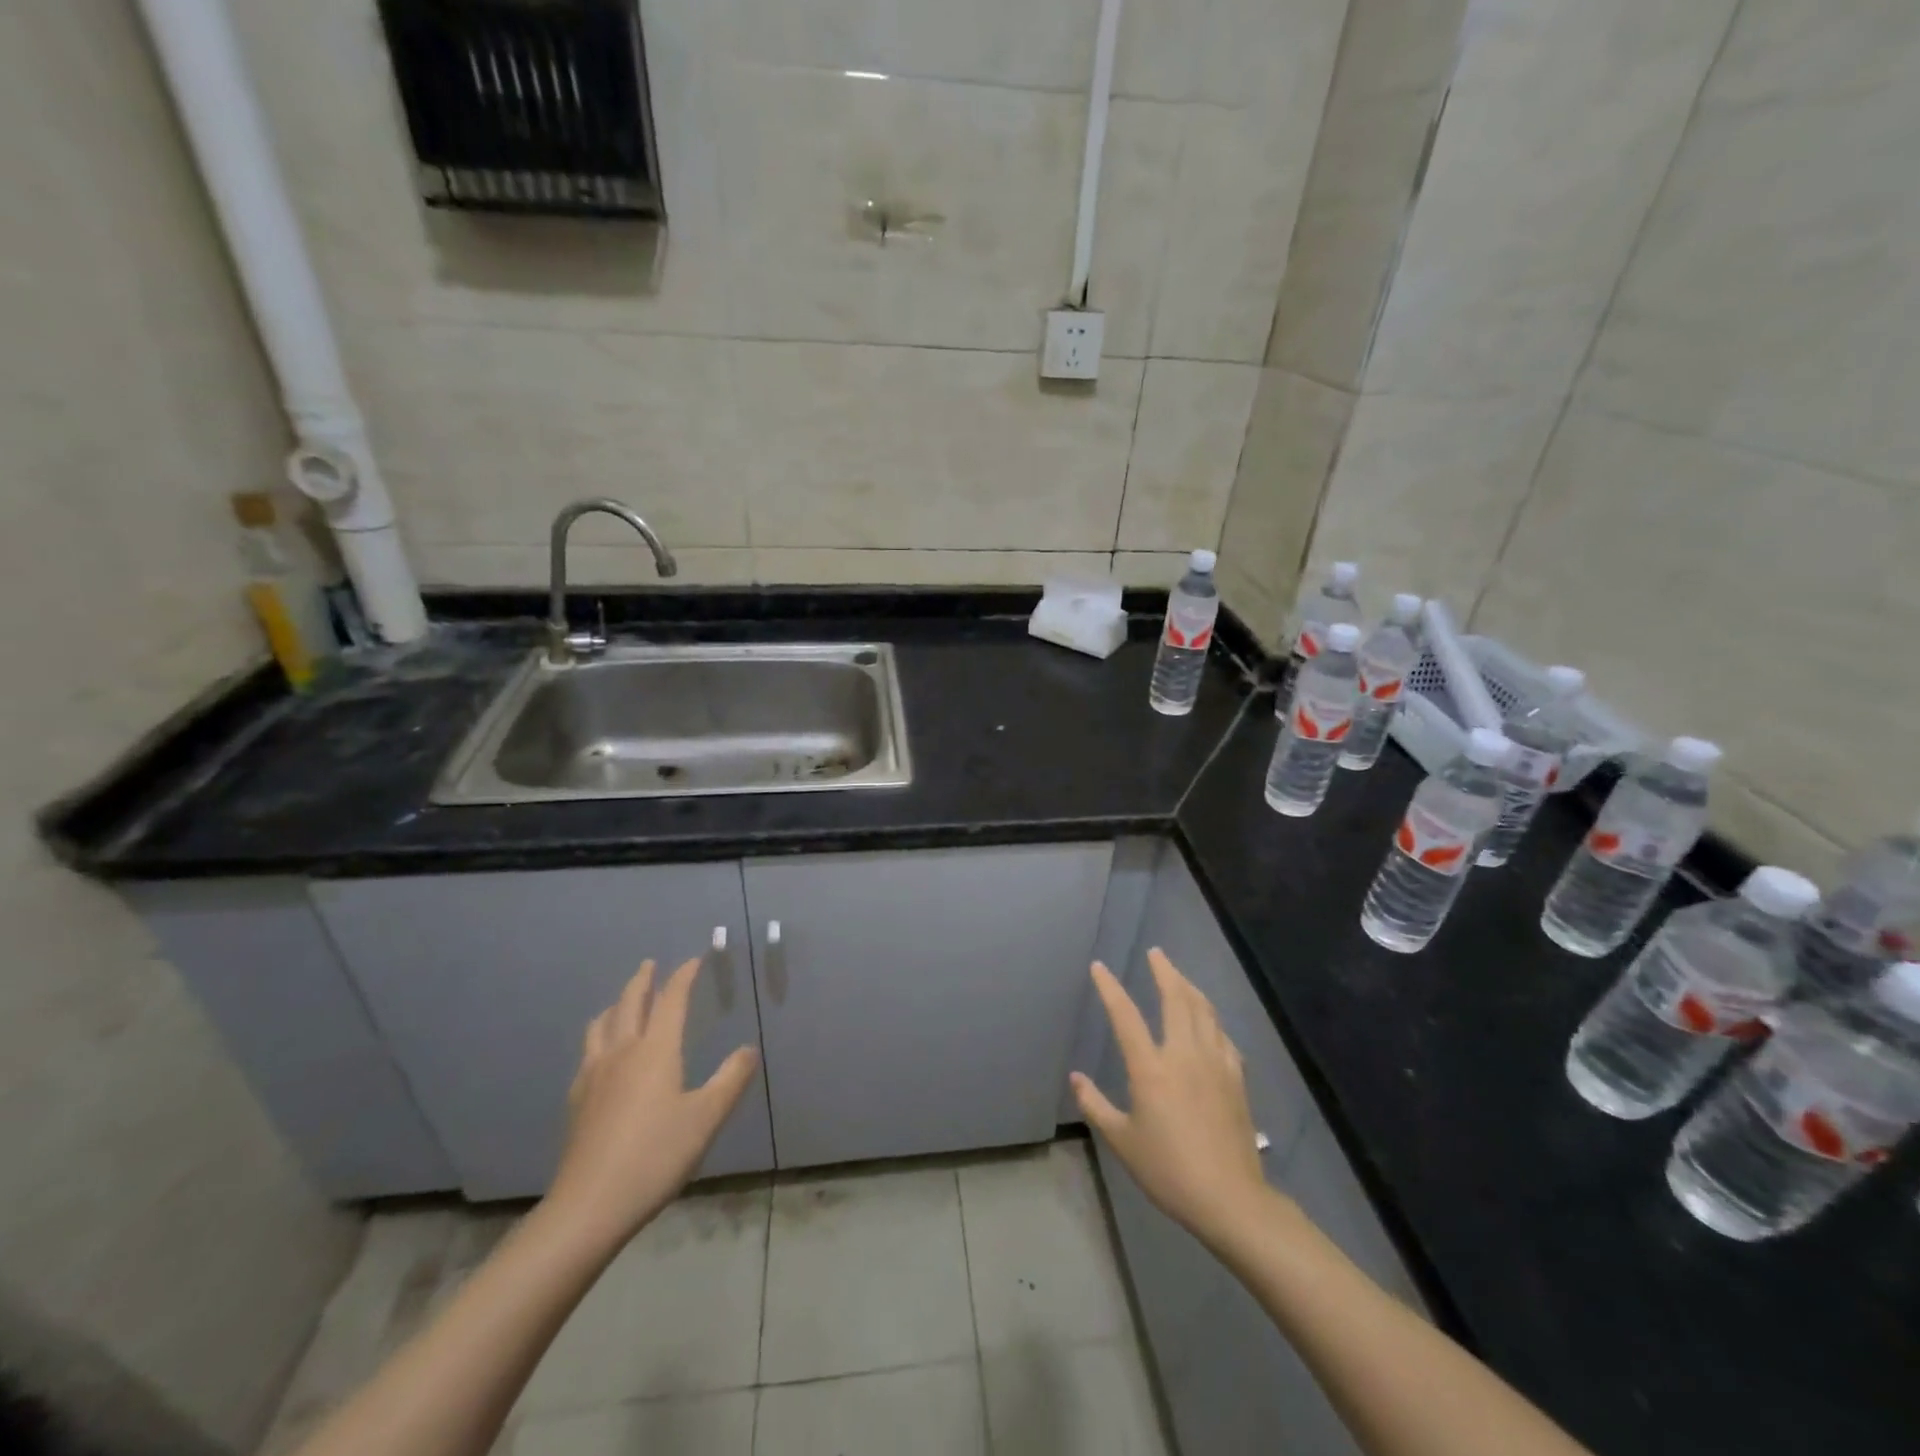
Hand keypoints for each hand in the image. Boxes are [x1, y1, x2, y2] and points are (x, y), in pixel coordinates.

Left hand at [546, 959, 758, 1249]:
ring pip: (602, 1024)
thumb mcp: (706, 1117)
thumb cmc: (656, 1155)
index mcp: (655, 1050)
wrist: (590, 1205)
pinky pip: (588, 1051)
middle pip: (629, 1003)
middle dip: (642, 980)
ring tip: (624, 1001)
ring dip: (617, 1004)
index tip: (694, 960)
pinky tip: (602, 1053)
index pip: (671, 1000)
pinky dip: (600, 1035)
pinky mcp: (577, 1099)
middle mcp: (622, 1052)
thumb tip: (749, 1049)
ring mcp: (594, 1075)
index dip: (683, 976)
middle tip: (651, 964)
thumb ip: (730, 1079)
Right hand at [1071, 948, 1275, 1249]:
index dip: (1110, 987)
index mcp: (1151, 1068)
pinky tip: (1208, 1022)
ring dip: (1189, 987)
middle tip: (1156, 953)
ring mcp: (1215, 1062)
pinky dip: (1211, 1018)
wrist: (1230, 1198)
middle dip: (1164, 971)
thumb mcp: (1122, 1141)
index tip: (1099, 967)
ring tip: (1179, 976)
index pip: (1125, 1015)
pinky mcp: (1236, 1077)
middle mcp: (1184, 1054)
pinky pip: (1222, 1035)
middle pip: (1176, 998)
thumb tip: (1076, 1077)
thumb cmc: (1169, 1170)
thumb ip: (1096, 1105)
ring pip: (1204, 1010)